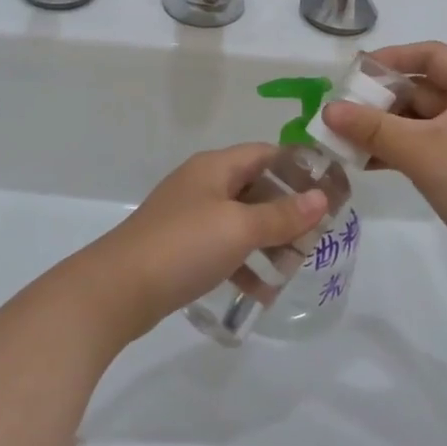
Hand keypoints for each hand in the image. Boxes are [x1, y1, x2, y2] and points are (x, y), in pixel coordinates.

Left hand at [76, 144, 327, 342]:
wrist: (117, 289)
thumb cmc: (184, 246)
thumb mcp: (240, 228)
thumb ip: (283, 214)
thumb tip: (321, 199)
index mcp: (215, 167)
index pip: (265, 153)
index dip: (298, 168)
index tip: (329, 191)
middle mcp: (202, 184)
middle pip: (255, 188)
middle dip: (287, 212)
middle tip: (316, 237)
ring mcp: (188, 217)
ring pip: (240, 221)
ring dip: (268, 242)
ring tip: (293, 268)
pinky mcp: (179, 248)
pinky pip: (222, 248)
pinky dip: (243, 264)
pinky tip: (261, 292)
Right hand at [321, 42, 446, 299]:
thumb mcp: (423, 151)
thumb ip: (372, 128)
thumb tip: (327, 109)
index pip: (432, 55)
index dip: (392, 57)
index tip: (355, 73)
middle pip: (422, 90)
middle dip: (380, 99)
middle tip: (340, 112)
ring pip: (419, 123)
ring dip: (383, 129)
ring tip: (343, 140)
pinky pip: (423, 150)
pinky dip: (395, 152)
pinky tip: (365, 164)